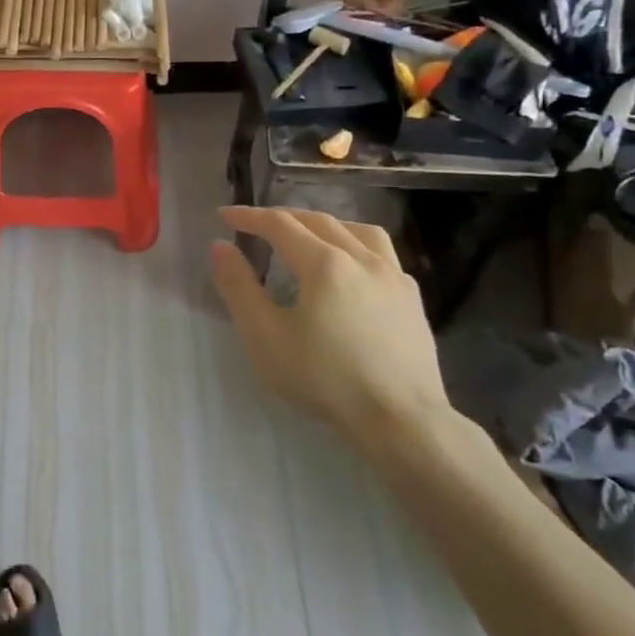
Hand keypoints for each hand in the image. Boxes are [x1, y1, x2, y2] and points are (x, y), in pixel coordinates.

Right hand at [209, 206, 452, 453]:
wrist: (401, 420)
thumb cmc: (325, 379)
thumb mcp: (265, 337)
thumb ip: (238, 287)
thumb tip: (221, 247)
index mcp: (324, 263)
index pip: (280, 224)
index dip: (249, 216)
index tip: (225, 215)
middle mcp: (362, 258)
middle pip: (318, 221)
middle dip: (284, 217)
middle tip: (258, 224)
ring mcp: (394, 277)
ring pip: (358, 230)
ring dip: (326, 225)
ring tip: (309, 237)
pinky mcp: (413, 299)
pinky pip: (383, 255)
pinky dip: (357, 247)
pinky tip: (352, 270)